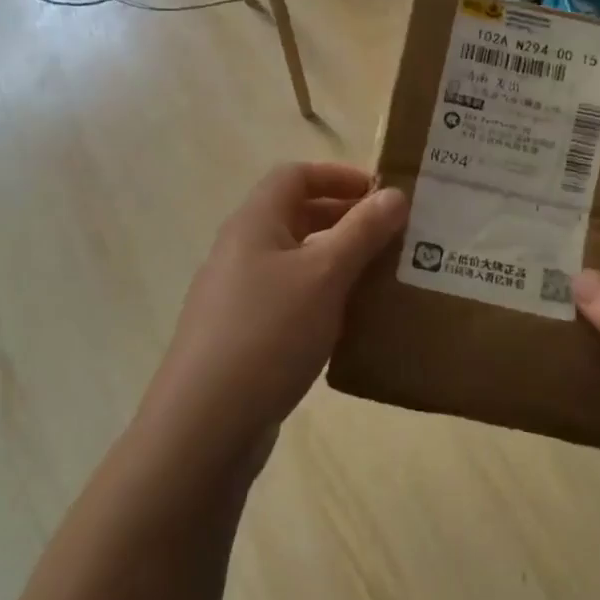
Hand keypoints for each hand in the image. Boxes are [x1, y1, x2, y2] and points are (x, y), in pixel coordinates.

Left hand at [136, 162, 406, 475]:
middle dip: (344, 218)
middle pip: (295, 214)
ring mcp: (238, 294)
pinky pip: (289, 297)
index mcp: (254, 222)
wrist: (205, 423)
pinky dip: (322, 295)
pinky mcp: (243, 333)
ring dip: (337, 259)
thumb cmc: (269, 333)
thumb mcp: (324, 275)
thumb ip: (362, 232)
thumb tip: (394, 194)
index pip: (295, 175)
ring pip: (295, 259)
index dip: (338, 175)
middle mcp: (241, 249)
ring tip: (381, 275)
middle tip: (392, 234)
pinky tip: (350, 321)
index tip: (381, 193)